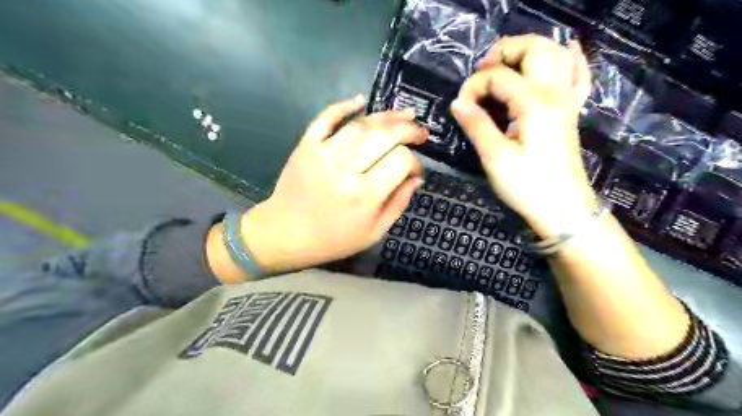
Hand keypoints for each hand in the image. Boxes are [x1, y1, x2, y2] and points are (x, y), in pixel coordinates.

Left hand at [239, 96, 423, 274]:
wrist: (285, 233)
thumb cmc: (333, 239)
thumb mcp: (374, 232)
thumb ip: (398, 203)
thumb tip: (416, 177)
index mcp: (365, 194)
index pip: (401, 161)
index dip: (414, 162)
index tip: (414, 169)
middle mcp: (346, 168)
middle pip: (384, 136)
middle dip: (408, 130)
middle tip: (420, 131)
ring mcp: (324, 152)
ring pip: (361, 125)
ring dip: (386, 116)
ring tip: (404, 114)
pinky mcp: (306, 145)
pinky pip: (326, 118)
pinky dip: (343, 106)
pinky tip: (360, 101)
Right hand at [452, 36, 595, 236]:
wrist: (562, 208)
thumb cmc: (527, 186)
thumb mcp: (495, 157)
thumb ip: (476, 124)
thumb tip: (457, 102)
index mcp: (534, 103)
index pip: (498, 76)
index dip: (473, 86)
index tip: (461, 108)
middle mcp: (555, 93)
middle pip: (535, 48)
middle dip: (503, 52)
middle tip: (482, 74)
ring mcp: (567, 100)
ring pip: (557, 54)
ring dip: (528, 52)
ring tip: (505, 68)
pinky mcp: (570, 111)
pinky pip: (578, 75)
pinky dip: (570, 59)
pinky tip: (565, 54)